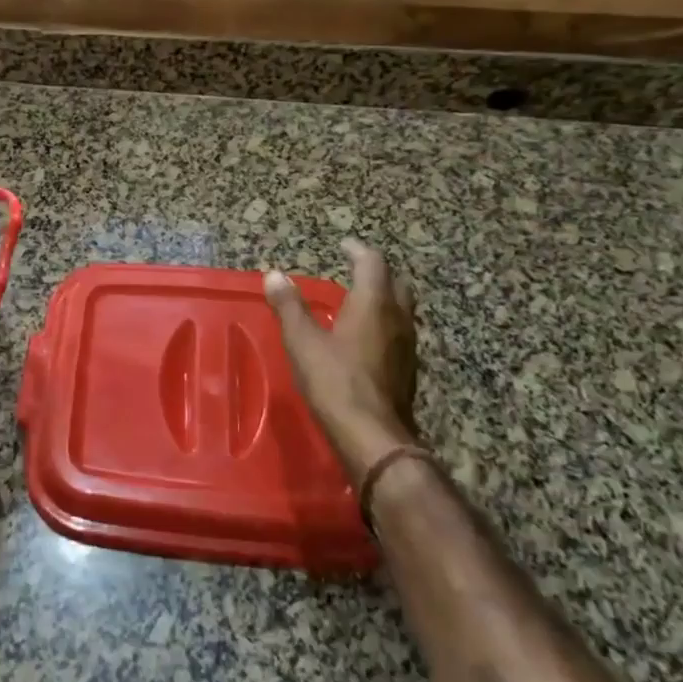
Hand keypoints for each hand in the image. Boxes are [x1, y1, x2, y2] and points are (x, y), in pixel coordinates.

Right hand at [265, 240, 421, 480]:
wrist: (373, 437)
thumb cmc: (335, 381)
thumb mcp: (303, 341)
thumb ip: (289, 306)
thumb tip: (274, 275)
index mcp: (373, 304)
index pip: (373, 262)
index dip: (358, 249)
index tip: (343, 244)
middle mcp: (398, 318)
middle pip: (396, 282)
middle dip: (377, 271)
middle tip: (356, 268)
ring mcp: (408, 345)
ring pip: (402, 308)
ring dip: (384, 297)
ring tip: (359, 300)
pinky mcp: (408, 369)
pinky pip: (400, 332)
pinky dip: (385, 322)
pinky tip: (367, 337)